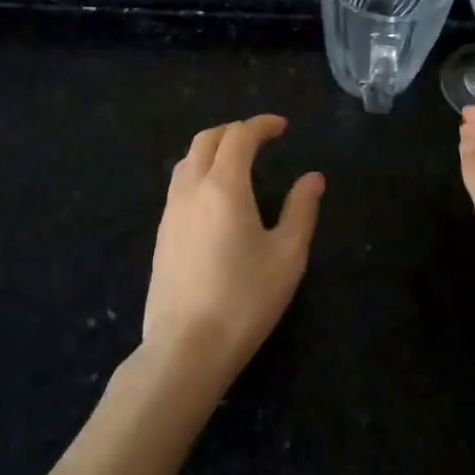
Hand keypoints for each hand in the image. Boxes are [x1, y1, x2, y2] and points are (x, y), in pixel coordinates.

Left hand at [140, 115, 322, 397]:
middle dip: (235, 131)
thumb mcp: (287, 255)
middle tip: (260, 140)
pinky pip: (178, 184)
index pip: (240, 136)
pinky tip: (214, 197)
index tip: (282, 128)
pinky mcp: (161, 233)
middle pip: (207, 140)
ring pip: (187, 160)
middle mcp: (191, 188)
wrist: (186, 348)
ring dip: (212, 149)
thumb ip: (302, 210)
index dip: (262, 125)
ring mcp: (170, 211)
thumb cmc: (244, 300)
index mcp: (224, 186)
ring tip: (237, 162)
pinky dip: (198, 171)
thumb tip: (313, 178)